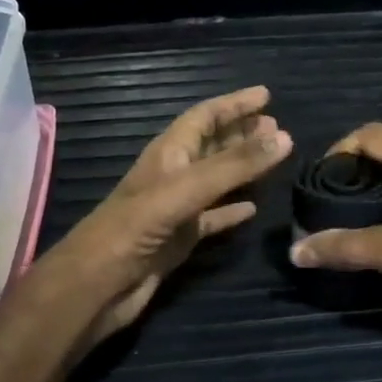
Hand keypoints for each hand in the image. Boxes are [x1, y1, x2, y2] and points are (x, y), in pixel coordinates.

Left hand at [30, 87, 289, 345]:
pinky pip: (212, 218)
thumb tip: (284, 138)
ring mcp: (176, 209)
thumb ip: (234, 165)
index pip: (204, 117)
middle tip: (276, 127)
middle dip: (241, 133)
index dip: (234, 104)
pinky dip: (232, 211)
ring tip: (272, 159)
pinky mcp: (180, 239)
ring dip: (241, 169)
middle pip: (212, 145)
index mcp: (168, 154)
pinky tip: (253, 209)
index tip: (266, 95)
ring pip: (215, 180)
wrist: (96, 287)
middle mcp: (172, 176)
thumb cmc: (134, 229)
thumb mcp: (186, 190)